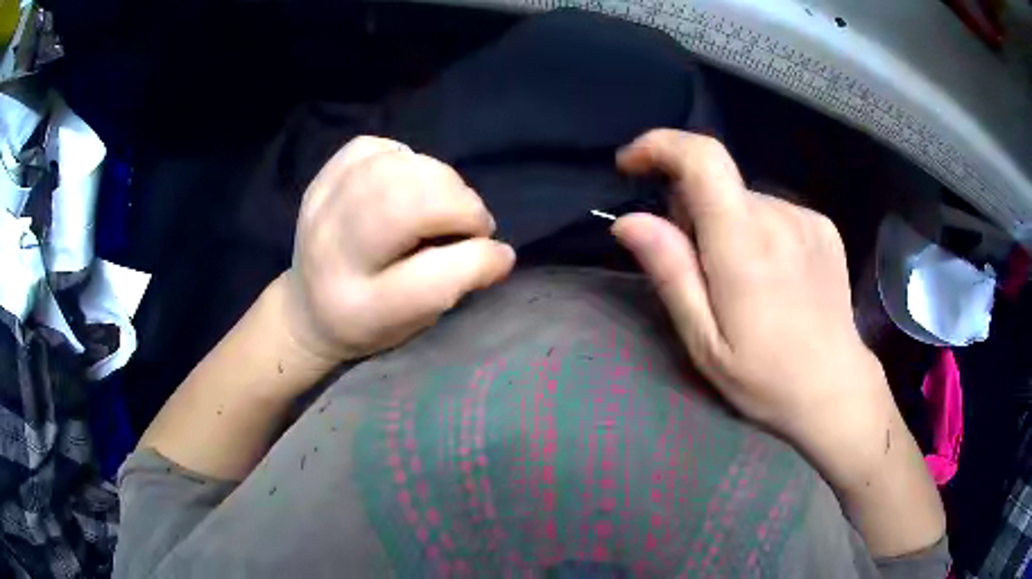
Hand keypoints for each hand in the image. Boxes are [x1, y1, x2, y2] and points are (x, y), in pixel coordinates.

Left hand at [285, 136, 515, 362]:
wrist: (308, 309)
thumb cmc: (370, 322)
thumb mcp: (415, 322)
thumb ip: (456, 285)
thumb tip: (498, 251)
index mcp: (362, 307)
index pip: (431, 279)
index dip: (478, 258)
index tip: (498, 254)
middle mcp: (334, 257)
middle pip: (405, 206)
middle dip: (460, 205)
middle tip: (472, 222)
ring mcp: (320, 211)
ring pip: (391, 169)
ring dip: (439, 178)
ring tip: (446, 200)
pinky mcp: (319, 181)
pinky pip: (371, 148)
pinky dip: (404, 159)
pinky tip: (409, 181)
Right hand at [611, 130, 888, 469]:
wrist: (835, 388)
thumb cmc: (765, 378)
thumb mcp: (705, 341)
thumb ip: (671, 273)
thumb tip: (629, 221)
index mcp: (744, 245)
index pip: (702, 158)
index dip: (660, 146)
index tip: (631, 165)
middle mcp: (779, 216)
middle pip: (717, 182)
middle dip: (691, 211)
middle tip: (698, 269)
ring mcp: (806, 218)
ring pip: (743, 199)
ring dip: (726, 224)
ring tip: (740, 282)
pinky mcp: (822, 226)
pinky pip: (772, 211)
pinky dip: (757, 230)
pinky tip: (771, 276)